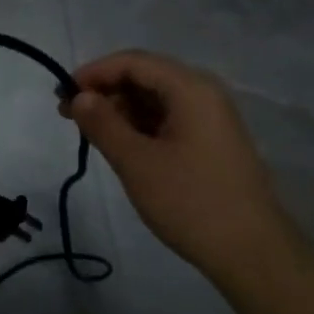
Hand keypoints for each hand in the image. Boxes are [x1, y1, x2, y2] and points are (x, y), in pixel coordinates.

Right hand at [62, 50, 301, 281]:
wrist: (252, 252)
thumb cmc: (190, 202)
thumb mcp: (137, 162)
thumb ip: (103, 124)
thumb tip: (80, 97)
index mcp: (190, 88)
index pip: (133, 62)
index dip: (94, 73)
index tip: (62, 95)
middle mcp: (204, 93)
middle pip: (146, 76)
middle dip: (105, 91)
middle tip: (69, 116)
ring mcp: (211, 118)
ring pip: (156, 99)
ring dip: (121, 110)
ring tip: (90, 133)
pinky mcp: (212, 142)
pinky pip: (169, 119)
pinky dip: (141, 126)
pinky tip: (120, 145)